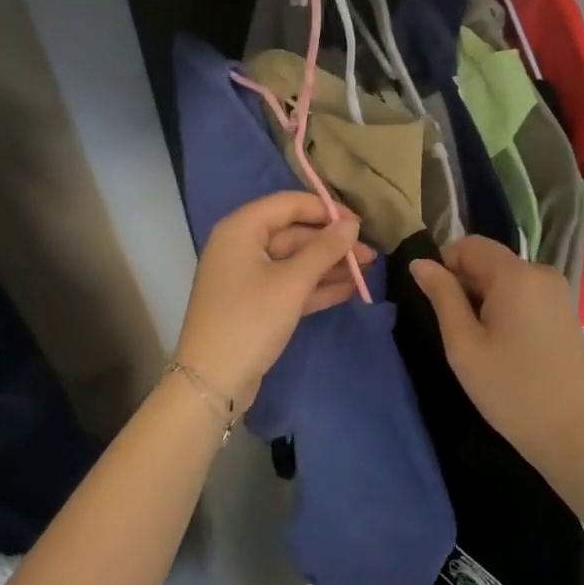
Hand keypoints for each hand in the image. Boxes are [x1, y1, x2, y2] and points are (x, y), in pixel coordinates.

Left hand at [175, 192, 375, 410]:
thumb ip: (324, 250)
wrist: (213, 380)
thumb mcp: (291, 282)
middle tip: (370, 255)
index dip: (325, 210)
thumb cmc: (250, 320)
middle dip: (332, 243)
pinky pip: (290, 285)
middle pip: (293, 233)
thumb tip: (351, 225)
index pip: (288, 204)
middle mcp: (241, 247)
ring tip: (368, 271)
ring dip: (329, 265)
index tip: (359, 224)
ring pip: (294, 261)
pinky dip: (316, 286)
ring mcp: (247, 277)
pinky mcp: (255, 304)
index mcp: (241, 230)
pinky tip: (349, 289)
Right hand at [409, 235, 583, 477]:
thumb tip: (420, 263)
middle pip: (490, 260)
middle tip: (457, 331)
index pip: (470, 244)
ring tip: (481, 342)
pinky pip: (526, 293)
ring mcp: (559, 291)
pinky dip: (507, 307)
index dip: (445, 264)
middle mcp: (541, 272)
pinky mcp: (566, 311)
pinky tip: (505, 345)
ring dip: (485, 298)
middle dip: (465, 284)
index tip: (436, 303)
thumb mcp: (463, 344)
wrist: (572, 432)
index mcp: (516, 274)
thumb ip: (442, 296)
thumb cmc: (509, 389)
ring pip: (507, 278)